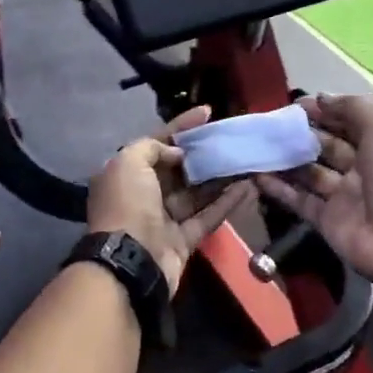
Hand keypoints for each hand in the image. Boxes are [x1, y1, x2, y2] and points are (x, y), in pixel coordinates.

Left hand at [88, 107, 256, 293]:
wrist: (130, 260)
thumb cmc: (128, 204)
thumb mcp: (129, 162)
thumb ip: (153, 147)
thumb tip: (179, 154)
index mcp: (125, 174)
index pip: (156, 143)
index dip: (181, 127)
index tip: (207, 112)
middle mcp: (143, 194)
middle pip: (178, 168)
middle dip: (202, 153)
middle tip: (230, 139)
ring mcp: (163, 220)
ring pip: (196, 193)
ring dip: (219, 177)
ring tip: (245, 159)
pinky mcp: (183, 240)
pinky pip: (207, 217)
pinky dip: (226, 203)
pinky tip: (247, 187)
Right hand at [256, 95, 372, 298]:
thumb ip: (352, 107)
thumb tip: (320, 98)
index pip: (348, 123)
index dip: (325, 112)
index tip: (295, 105)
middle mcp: (361, 169)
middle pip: (326, 146)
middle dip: (301, 135)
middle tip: (270, 125)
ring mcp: (342, 196)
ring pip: (309, 173)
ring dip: (286, 160)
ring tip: (257, 147)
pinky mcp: (325, 221)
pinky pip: (299, 200)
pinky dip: (279, 189)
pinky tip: (257, 175)